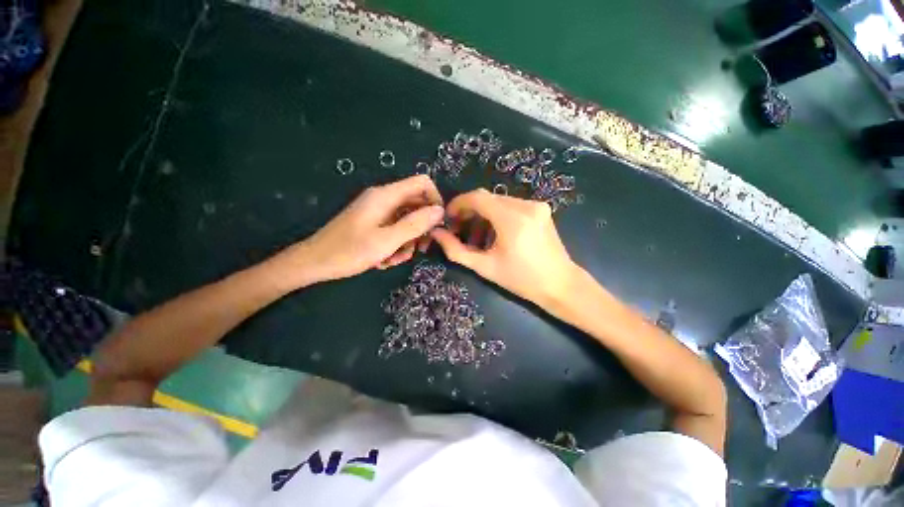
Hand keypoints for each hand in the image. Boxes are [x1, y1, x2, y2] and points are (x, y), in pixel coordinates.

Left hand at [273, 175, 443, 286]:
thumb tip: (440, 211)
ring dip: (406, 241)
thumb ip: (415, 224)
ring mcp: (377, 211)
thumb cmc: (349, 252)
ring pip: (406, 221)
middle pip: (416, 205)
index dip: (435, 200)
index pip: (422, 183)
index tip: (437, 224)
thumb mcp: (387, 241)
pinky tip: (384, 260)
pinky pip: (394, 229)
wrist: (313, 262)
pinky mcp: (373, 223)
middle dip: (420, 228)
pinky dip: (395, 244)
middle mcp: (383, 199)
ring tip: (393, 259)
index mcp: (386, 196)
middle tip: (418, 249)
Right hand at [430, 189, 577, 306]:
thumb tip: (436, 234)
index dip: (458, 204)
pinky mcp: (541, 210)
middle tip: (459, 230)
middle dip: (469, 211)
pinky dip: (497, 216)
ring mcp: (536, 206)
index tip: (448, 217)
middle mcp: (525, 205)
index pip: (477, 197)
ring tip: (476, 238)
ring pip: (498, 202)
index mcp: (512, 219)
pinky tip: (494, 235)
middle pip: (487, 198)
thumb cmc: (521, 280)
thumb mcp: (485, 267)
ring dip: (483, 215)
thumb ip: (456, 250)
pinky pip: (511, 206)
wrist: (560, 285)